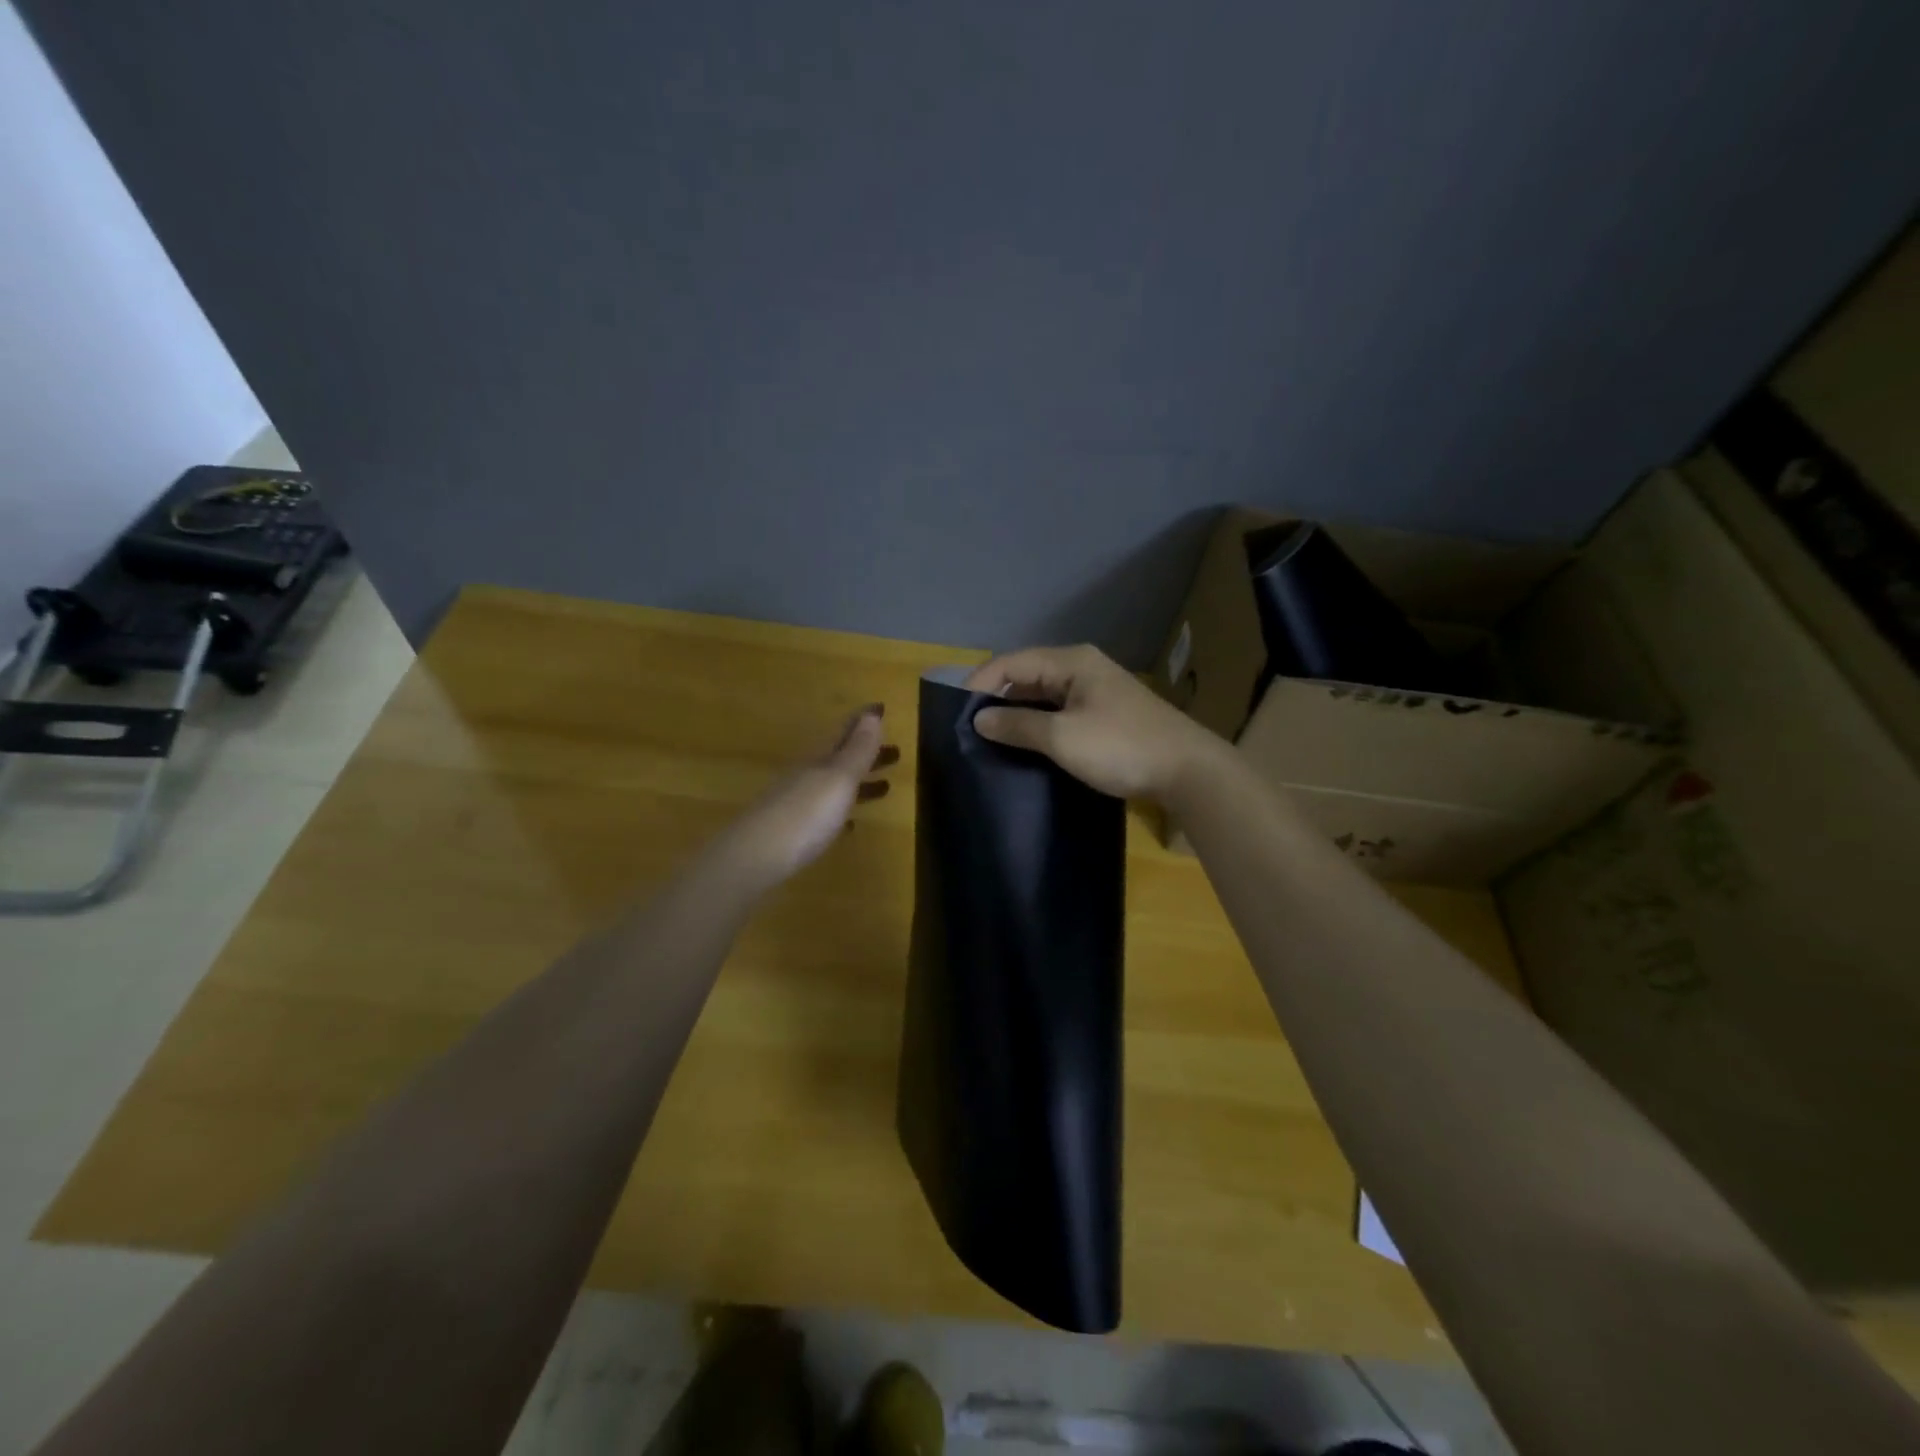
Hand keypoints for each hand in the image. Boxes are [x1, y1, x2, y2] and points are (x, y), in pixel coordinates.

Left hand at [721, 705, 898, 890]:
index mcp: (820, 759)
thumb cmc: (805, 813)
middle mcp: (808, 775)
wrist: (755, 856)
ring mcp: (798, 803)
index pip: (845, 732)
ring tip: (885, 787)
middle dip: (867, 753)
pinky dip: (842, 812)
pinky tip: (851, 824)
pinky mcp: (794, 831)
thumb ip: (857, 749)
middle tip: (896, 752)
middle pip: (841, 758)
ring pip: (835, 785)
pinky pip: (824, 813)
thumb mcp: (838, 778)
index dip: (864, 720)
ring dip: (860, 782)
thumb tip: (872, 714)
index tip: (882, 708)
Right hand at [965, 645, 1224, 804]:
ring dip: (1017, 713)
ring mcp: (1097, 691)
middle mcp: (1082, 668)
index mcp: (1071, 662)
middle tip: (968, 727)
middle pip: (1027, 675)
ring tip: (990, 737)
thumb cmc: (1121, 747)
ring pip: (1043, 695)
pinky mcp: (1106, 714)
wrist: (1188, 771)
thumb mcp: (1062, 738)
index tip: (954, 711)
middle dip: (997, 697)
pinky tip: (1026, 744)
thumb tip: (979, 718)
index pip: (1011, 661)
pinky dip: (1039, 724)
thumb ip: (1018, 725)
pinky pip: (1060, 711)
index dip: (979, 682)